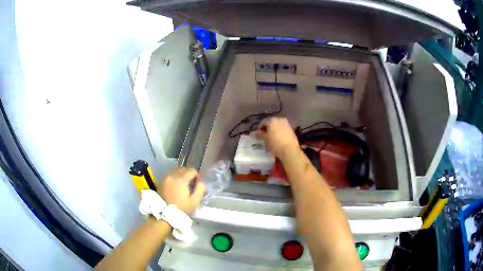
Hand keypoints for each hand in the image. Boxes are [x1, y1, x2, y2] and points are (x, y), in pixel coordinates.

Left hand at [157, 167, 204, 214]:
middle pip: (183, 168)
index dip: (197, 175)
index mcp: (181, 179)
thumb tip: (201, 182)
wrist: (164, 215)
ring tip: (183, 184)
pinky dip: (174, 176)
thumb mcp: (195, 202)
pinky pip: (170, 174)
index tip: (197, 183)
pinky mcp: (161, 181)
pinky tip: (176, 185)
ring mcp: (165, 178)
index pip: (191, 170)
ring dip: (181, 174)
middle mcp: (172, 175)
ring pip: (175, 170)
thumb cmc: (181, 209)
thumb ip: (200, 189)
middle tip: (191, 184)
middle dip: (188, 174)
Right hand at [258, 117, 299, 159]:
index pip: (263, 122)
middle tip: (265, 136)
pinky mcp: (291, 129)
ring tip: (272, 138)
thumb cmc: (275, 144)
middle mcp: (280, 119)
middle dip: (267, 128)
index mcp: (272, 120)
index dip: (260, 129)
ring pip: (277, 126)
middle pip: (271, 123)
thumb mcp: (265, 139)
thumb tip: (254, 133)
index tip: (258, 135)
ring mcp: (286, 123)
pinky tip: (278, 139)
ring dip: (274, 130)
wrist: (290, 150)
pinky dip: (279, 132)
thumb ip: (259, 134)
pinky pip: (283, 129)